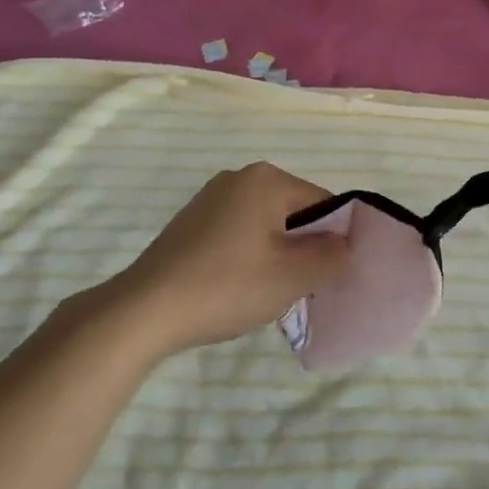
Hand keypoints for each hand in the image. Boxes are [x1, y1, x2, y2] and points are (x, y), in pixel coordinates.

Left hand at [105, 162, 349, 358]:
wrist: (144, 311)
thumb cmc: (227, 285)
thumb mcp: (293, 276)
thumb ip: (332, 256)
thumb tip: (345, 245)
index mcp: (267, 179)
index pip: (324, 203)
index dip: (335, 240)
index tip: (329, 276)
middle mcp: (240, 177)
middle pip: (295, 212)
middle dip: (304, 247)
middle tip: (299, 287)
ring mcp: (211, 198)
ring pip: (267, 224)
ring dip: (277, 254)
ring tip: (267, 291)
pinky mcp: (192, 222)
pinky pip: (240, 232)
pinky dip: (249, 256)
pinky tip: (237, 287)